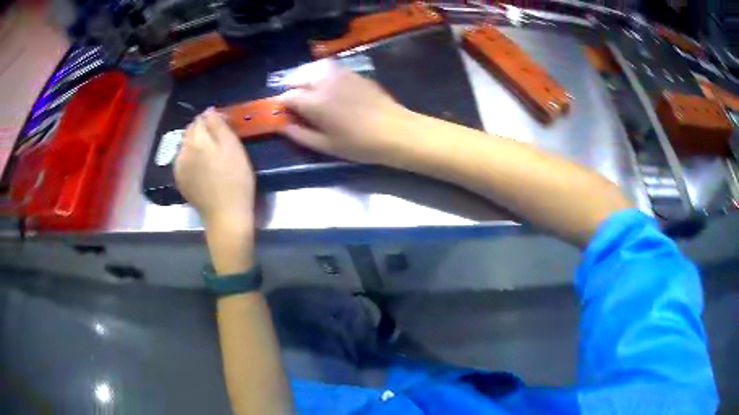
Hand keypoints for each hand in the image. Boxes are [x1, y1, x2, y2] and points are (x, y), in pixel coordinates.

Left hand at [174, 109, 254, 230]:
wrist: (225, 215)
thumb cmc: (236, 179)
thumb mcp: (233, 147)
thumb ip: (219, 125)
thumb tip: (209, 111)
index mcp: (197, 140)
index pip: (200, 119)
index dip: (212, 118)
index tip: (224, 124)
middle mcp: (183, 151)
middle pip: (189, 131)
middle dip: (201, 129)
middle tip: (218, 138)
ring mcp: (178, 167)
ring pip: (184, 145)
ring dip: (194, 143)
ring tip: (209, 152)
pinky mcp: (179, 180)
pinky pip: (182, 160)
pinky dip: (190, 157)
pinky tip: (201, 166)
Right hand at [278, 61, 415, 164]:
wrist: (396, 131)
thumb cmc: (359, 144)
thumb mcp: (326, 146)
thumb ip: (300, 135)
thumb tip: (283, 126)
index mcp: (314, 101)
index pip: (287, 96)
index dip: (282, 105)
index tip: (285, 114)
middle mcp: (324, 82)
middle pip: (297, 77)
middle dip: (292, 88)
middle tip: (296, 103)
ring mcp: (340, 74)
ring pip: (313, 68)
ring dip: (305, 77)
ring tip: (308, 91)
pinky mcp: (353, 73)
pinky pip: (330, 67)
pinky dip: (321, 73)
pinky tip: (326, 85)